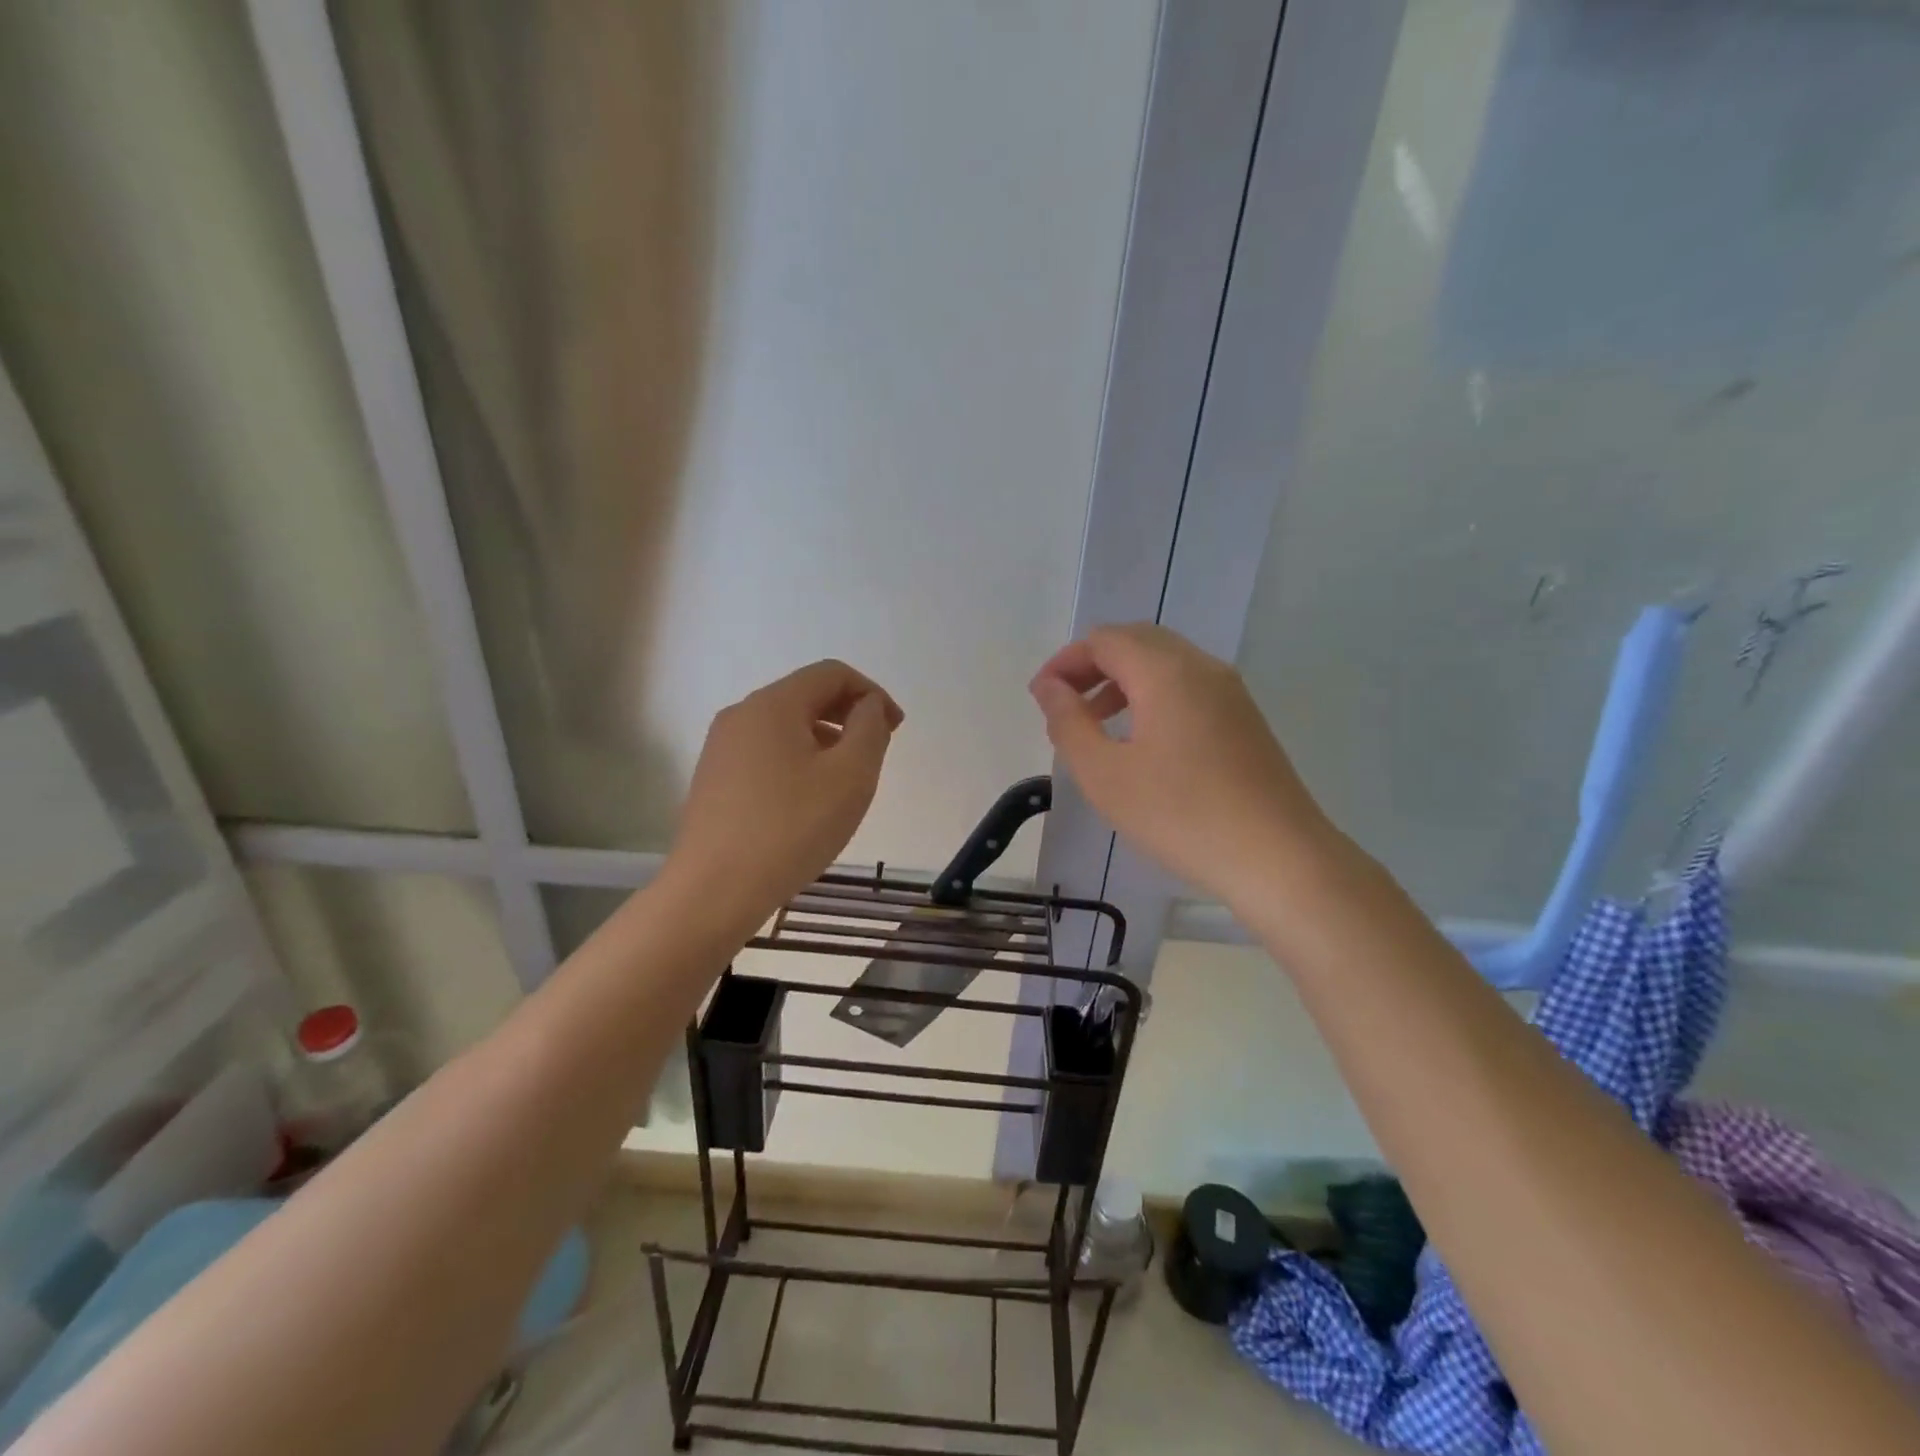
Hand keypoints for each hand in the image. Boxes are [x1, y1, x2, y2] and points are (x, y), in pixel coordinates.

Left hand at [668, 660, 902, 933]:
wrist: (715, 890)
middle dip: (849, 715)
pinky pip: (766, 753)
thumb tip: (868, 705)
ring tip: (845, 781)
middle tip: (876, 753)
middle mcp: (741, 714)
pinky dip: (798, 760)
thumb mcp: (850, 775)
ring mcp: (721, 748)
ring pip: (785, 726)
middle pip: (806, 695)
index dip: (872, 693)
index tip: (895, 729)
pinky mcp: (713, 779)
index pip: (832, 673)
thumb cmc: (792, 828)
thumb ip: (870, 728)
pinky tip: (808, 801)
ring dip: (825, 739)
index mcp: (773, 704)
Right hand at [1029, 623, 1332, 911]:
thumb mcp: (1105, 774)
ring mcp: (1230, 691)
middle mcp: (1201, 667)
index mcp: (1166, 671)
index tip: (1041, 699)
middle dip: (1092, 666)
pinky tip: (1141, 741)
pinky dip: (1152, 696)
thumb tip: (1049, 687)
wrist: (1278, 858)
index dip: (1065, 662)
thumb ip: (1069, 723)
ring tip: (1094, 724)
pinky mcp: (1244, 718)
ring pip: (1164, 663)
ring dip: (1122, 681)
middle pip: (1136, 641)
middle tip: (1063, 704)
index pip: (1104, 640)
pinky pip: (1187, 686)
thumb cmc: (1181, 815)